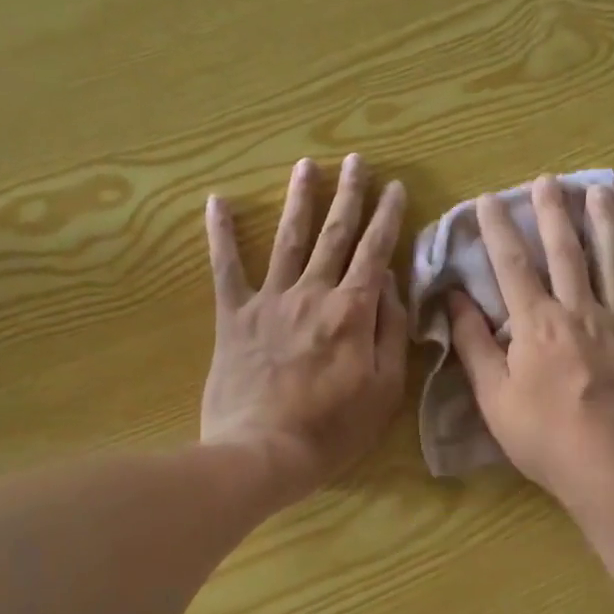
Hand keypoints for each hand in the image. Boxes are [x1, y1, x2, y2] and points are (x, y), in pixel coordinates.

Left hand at [201, 155, 407, 500]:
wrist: (262, 453)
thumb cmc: (333, 429)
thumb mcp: (385, 389)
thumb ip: (391, 332)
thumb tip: (391, 285)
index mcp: (352, 311)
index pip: (376, 252)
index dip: (387, 218)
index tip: (395, 187)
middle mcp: (313, 293)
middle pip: (335, 235)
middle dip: (349, 195)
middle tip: (356, 160)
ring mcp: (270, 301)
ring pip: (289, 239)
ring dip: (300, 199)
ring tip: (307, 166)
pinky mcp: (233, 316)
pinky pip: (226, 268)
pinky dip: (221, 233)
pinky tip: (217, 201)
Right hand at [448, 176, 613, 514]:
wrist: (612, 467)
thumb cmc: (544, 437)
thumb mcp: (494, 397)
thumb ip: (474, 345)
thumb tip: (455, 299)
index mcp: (536, 324)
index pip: (511, 265)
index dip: (498, 229)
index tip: (488, 200)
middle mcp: (578, 310)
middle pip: (564, 250)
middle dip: (552, 211)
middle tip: (546, 180)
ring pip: (610, 259)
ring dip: (603, 220)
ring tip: (599, 188)